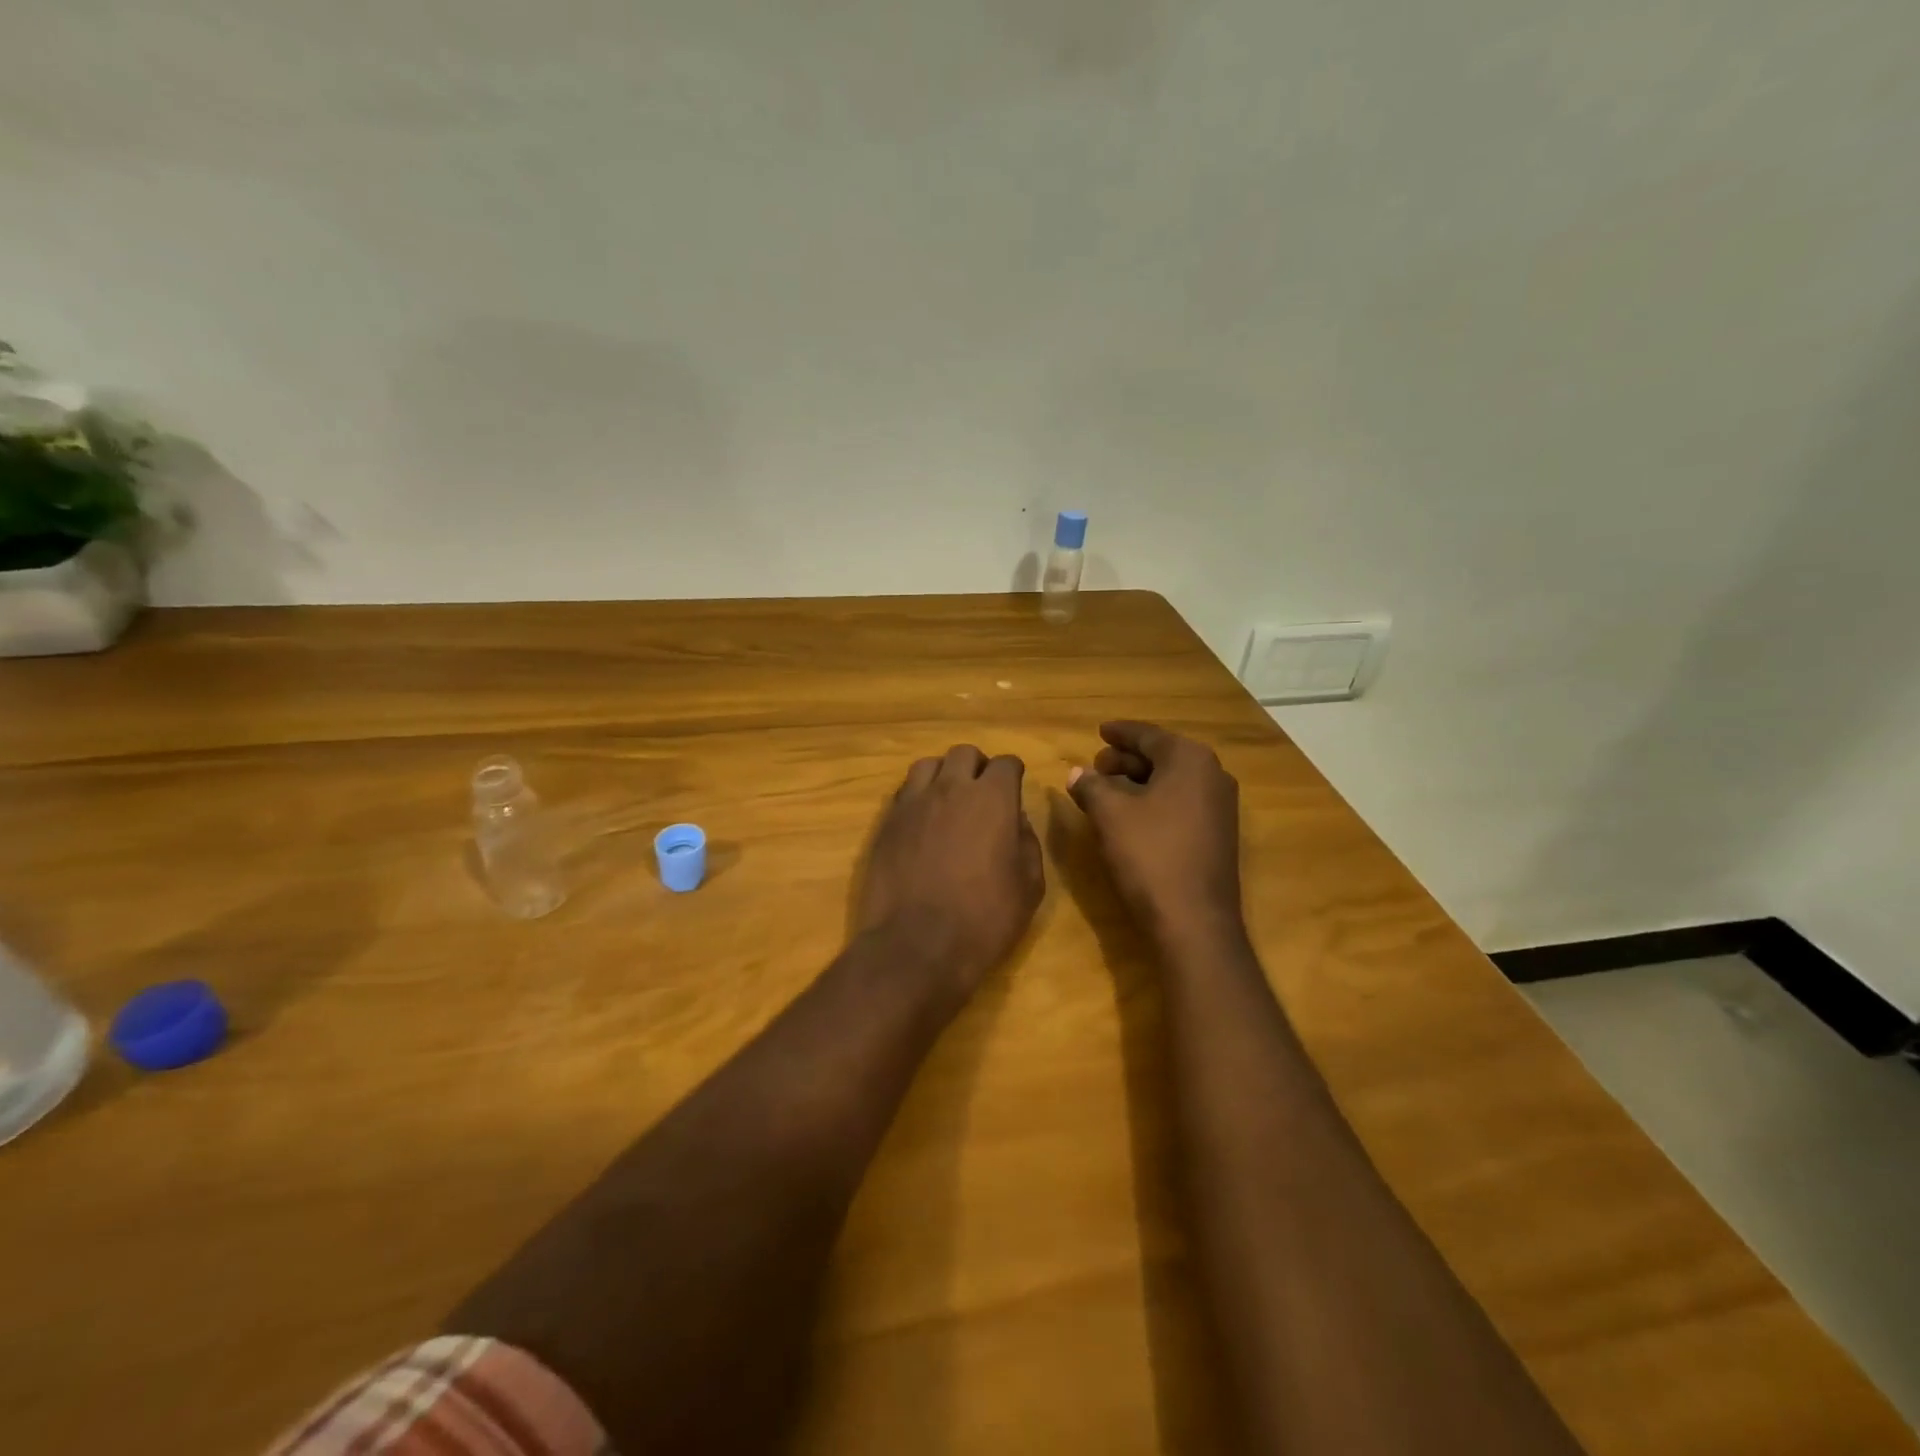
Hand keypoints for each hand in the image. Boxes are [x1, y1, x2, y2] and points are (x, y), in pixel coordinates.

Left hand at [857, 746, 1044, 992]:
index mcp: (992, 799)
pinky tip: (923, 821)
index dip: (1013, 774)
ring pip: (928, 765)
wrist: (915, 946)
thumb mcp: (1029, 886)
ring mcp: (912, 803)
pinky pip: (904, 792)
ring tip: (948, 800)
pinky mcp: (886, 823)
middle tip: (982, 792)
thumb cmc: (984, 919)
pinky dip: (917, 796)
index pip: (1005, 763)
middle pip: (963, 753)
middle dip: (977, 766)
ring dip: (943, 775)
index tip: (1014, 789)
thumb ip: (1026, 842)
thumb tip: (1016, 820)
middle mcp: (950, 789)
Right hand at [1066, 721, 1242, 944]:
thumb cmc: (1150, 855)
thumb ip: (1091, 785)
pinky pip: (1181, 803)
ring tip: (1106, 790)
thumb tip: (1077, 773)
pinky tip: (1130, 816)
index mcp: (1190, 759)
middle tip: (1096, 766)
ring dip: (1138, 782)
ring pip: (1172, 781)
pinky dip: (1154, 801)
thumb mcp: (1110, 815)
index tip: (1099, 731)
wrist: (1194, 921)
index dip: (1120, 733)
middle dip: (1126, 760)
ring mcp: (1220, 807)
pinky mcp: (1218, 835)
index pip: (1148, 736)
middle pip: (1162, 756)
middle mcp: (1212, 775)